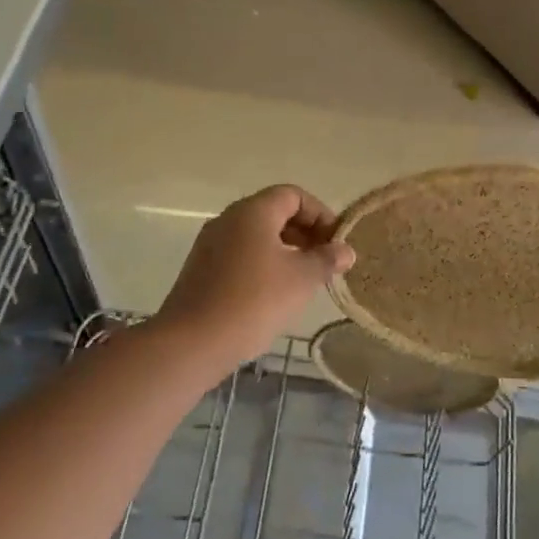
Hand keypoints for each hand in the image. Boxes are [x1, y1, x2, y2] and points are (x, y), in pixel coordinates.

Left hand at [155, 185, 356, 372]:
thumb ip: (326, 260)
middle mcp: (228, 219)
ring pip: (256, 235)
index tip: (335, 243)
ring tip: (304, 280)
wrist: (192, 343)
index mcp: (253, 211)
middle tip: (324, 261)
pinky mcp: (202, 270)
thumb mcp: (301, 279)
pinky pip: (240, 255)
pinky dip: (263, 264)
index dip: (320, 214)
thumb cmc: (254, 301)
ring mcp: (211, 244)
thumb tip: (345, 250)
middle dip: (304, 232)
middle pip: (274, 212)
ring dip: (284, 250)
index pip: (293, 195)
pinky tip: (274, 294)